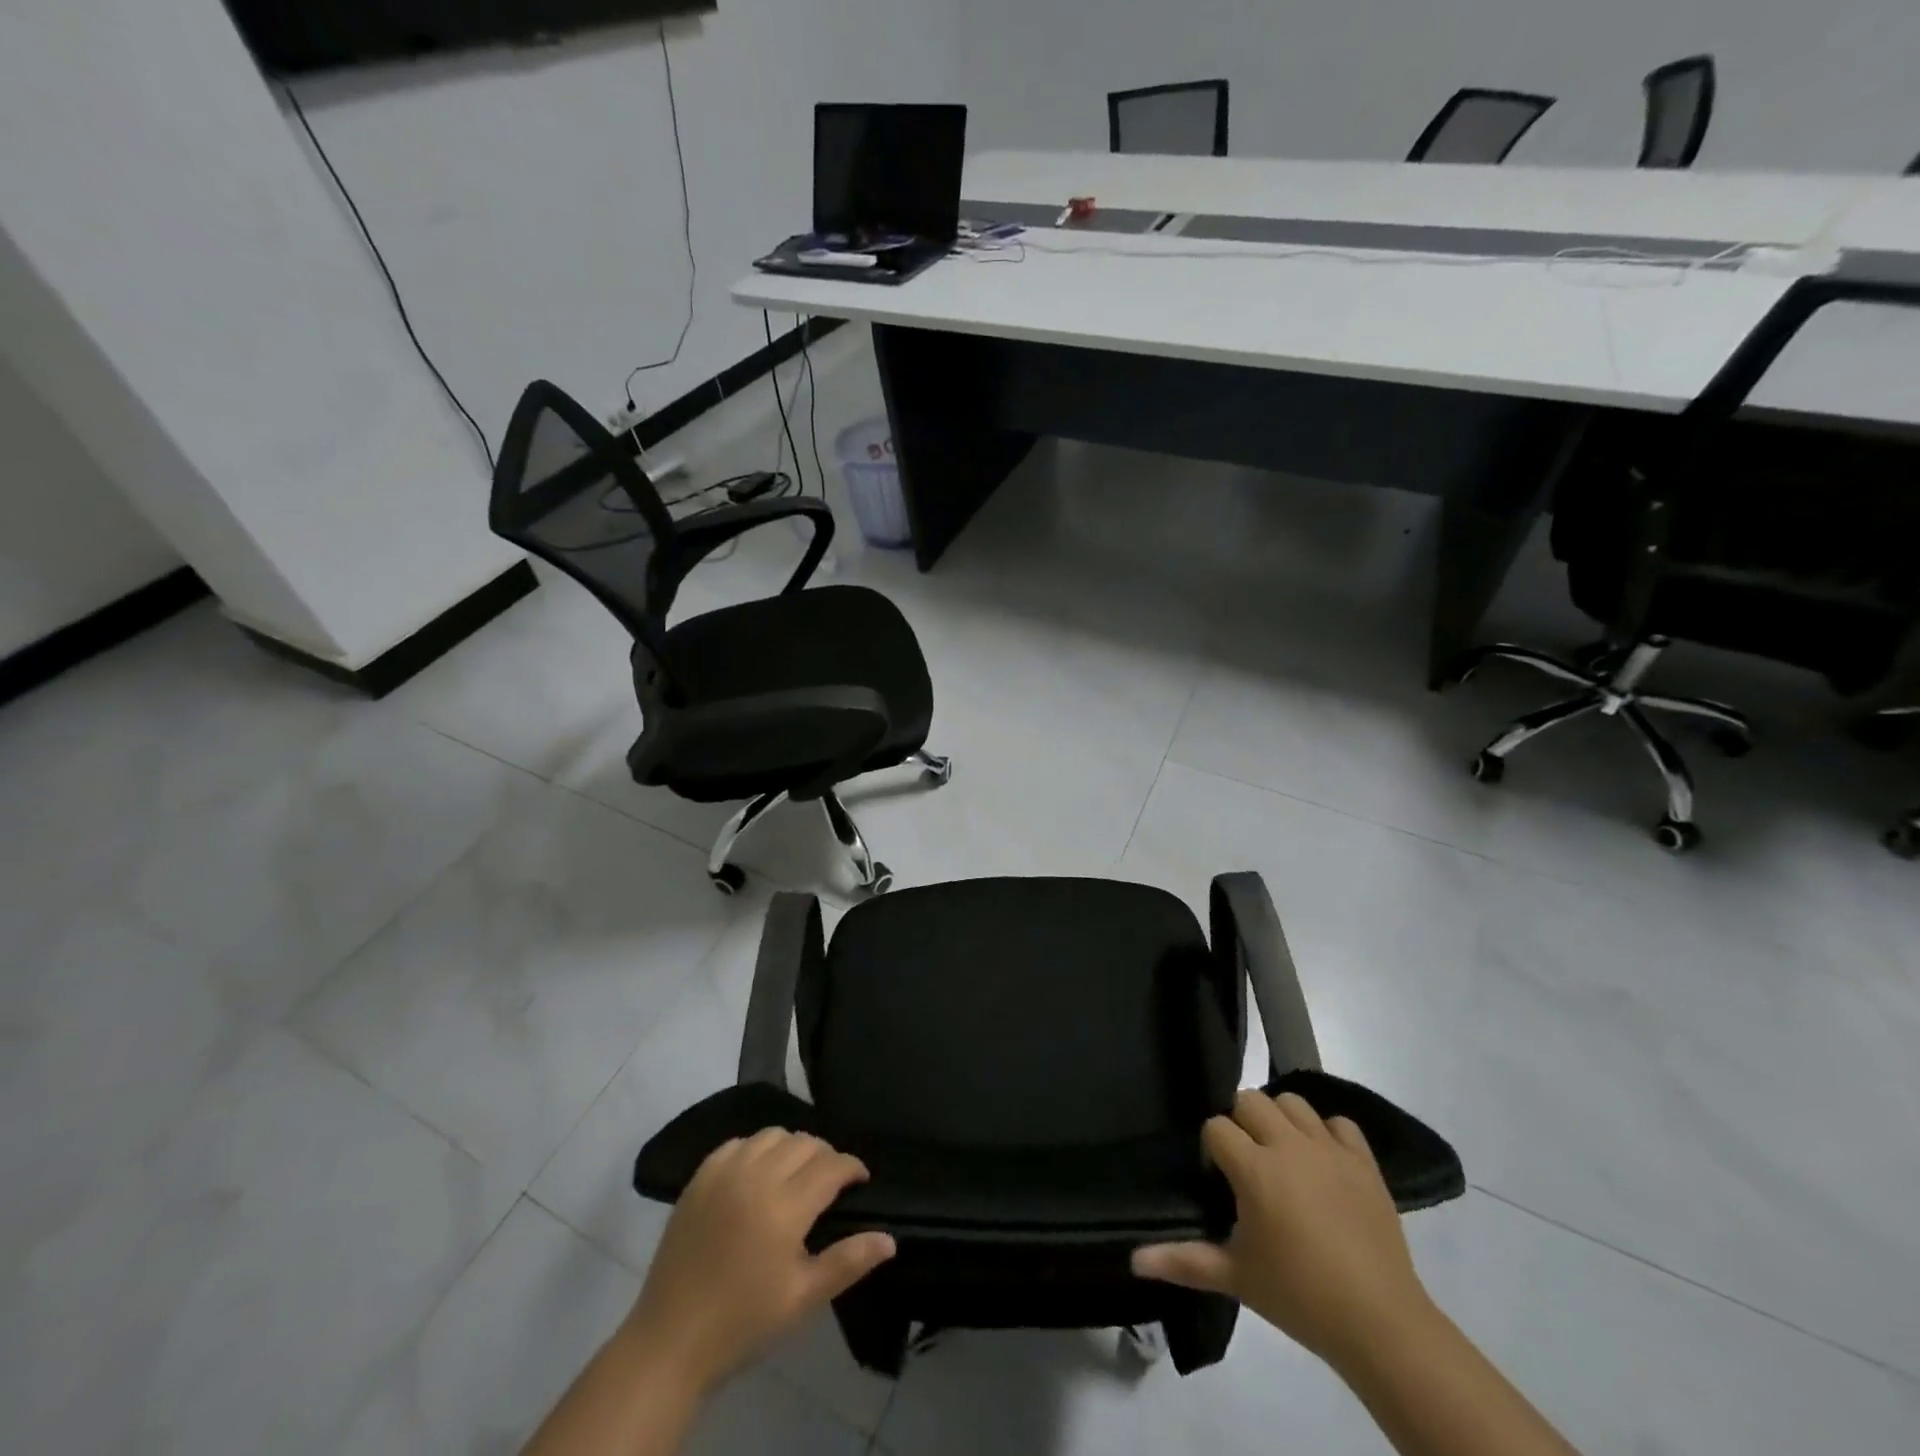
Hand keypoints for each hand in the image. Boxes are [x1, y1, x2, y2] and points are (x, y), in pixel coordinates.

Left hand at [620, 1128, 896, 1391]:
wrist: (671, 1341)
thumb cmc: (744, 1322)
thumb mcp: (803, 1299)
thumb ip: (848, 1262)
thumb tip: (890, 1239)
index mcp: (784, 1207)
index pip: (831, 1165)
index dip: (852, 1168)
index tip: (860, 1181)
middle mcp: (756, 1177)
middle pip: (804, 1142)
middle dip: (825, 1156)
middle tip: (830, 1183)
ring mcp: (724, 1173)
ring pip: (772, 1135)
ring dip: (791, 1147)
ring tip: (794, 1175)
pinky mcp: (699, 1178)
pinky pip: (737, 1143)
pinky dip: (755, 1149)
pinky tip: (756, 1175)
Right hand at [1132, 1090, 1435, 1371]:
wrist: (1381, 1324)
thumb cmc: (1299, 1297)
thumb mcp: (1236, 1277)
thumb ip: (1184, 1260)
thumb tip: (1134, 1259)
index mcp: (1255, 1168)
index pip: (1216, 1127)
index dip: (1212, 1148)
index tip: (1219, 1180)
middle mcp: (1289, 1145)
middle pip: (1250, 1100)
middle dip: (1241, 1123)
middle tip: (1247, 1163)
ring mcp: (1330, 1150)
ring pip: (1293, 1103)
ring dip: (1281, 1120)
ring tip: (1283, 1157)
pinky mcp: (1365, 1162)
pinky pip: (1341, 1124)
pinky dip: (1328, 1134)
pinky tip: (1324, 1162)